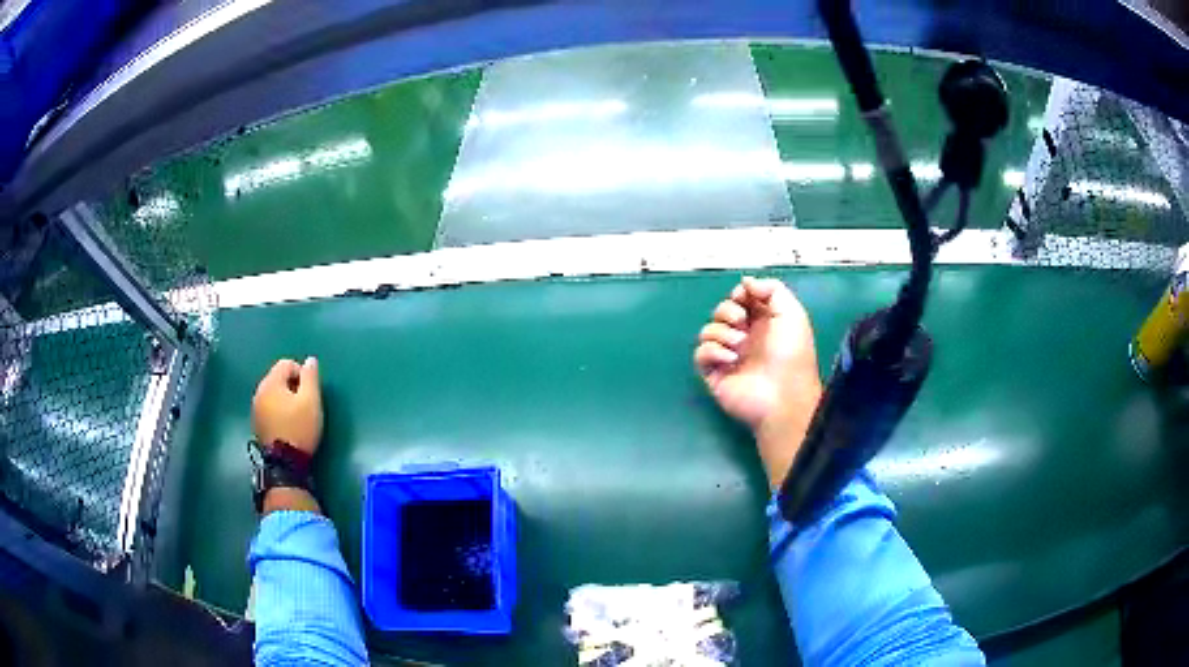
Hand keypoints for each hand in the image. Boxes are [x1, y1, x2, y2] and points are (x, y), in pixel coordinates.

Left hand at [252, 357, 322, 456]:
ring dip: (285, 399)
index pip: (286, 363)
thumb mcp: (311, 401)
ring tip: (297, 416)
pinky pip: (269, 407)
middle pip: (278, 378)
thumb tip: (310, 360)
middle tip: (306, 405)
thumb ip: (311, 377)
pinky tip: (287, 425)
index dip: (302, 373)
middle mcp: (259, 391)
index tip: (310, 393)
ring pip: (273, 393)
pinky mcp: (256, 423)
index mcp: (271, 382)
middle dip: (293, 386)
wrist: (284, 463)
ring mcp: (256, 408)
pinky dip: (278, 410)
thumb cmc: (299, 428)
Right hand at [694, 277, 822, 487]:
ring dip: (721, 332)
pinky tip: (730, 359)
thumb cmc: (792, 355)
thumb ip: (772, 289)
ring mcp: (729, 355)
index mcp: (764, 322)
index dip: (740, 294)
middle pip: (722, 311)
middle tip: (741, 322)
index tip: (744, 296)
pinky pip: (701, 353)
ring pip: (708, 330)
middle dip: (728, 311)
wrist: (783, 396)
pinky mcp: (714, 372)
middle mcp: (745, 336)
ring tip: (739, 346)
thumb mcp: (792, 313)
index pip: (742, 299)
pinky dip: (713, 351)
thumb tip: (746, 281)